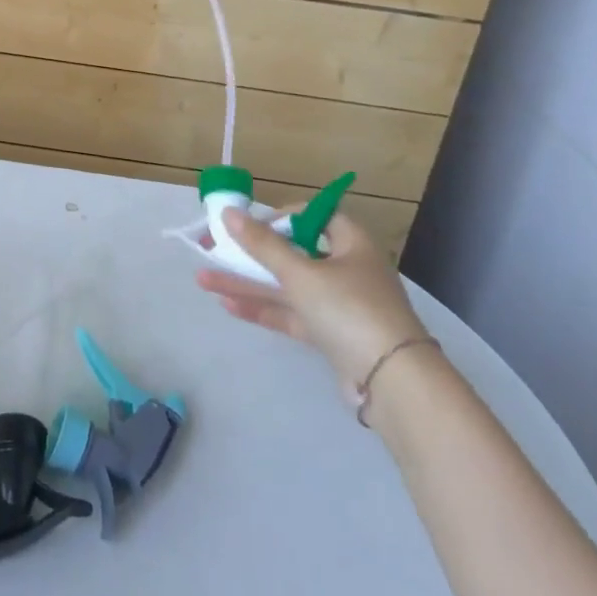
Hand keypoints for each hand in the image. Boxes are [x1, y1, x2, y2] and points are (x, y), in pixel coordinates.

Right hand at [195, 207, 426, 402]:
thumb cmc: (349, 309)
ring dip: (248, 283)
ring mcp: (340, 305)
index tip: (251, 225)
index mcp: (351, 244)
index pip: (314, 217)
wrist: (392, 383)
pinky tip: (228, 305)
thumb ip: (262, 245)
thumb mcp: (300, 273)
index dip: (281, 217)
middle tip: (215, 250)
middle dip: (251, 254)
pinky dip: (264, 309)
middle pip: (293, 254)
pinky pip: (292, 315)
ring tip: (204, 279)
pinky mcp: (332, 336)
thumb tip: (228, 212)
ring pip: (287, 287)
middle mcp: (347, 270)